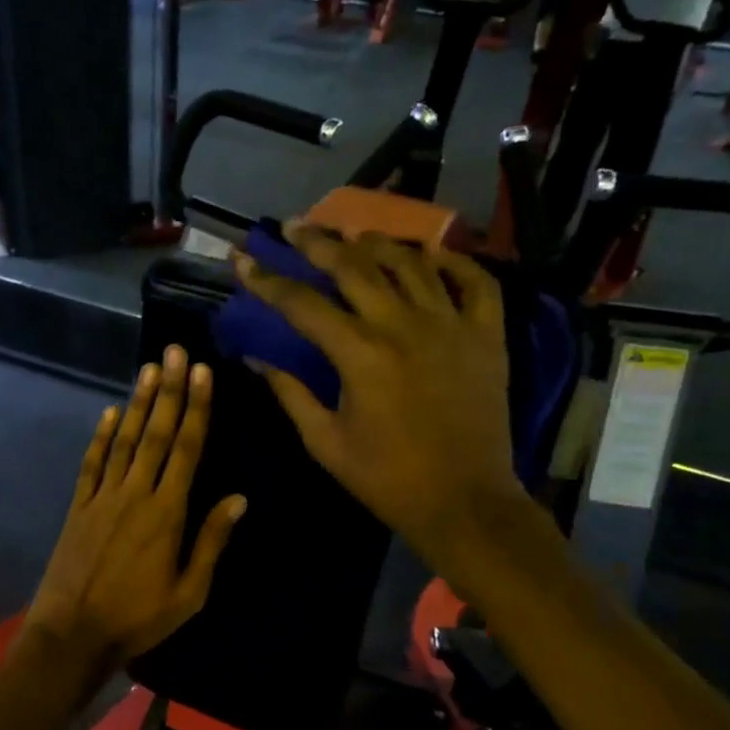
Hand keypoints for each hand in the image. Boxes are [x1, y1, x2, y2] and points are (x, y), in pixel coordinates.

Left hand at [23, 347, 246, 670]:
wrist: (73, 634)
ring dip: (138, 403)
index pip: (187, 449)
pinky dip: (101, 437)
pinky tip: (109, 414)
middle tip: (175, 352)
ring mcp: (102, 497)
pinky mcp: (78, 507)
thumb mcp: (189, 592)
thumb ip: (212, 541)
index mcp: (167, 512)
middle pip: (157, 434)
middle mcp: (135, 494)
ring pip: (125, 441)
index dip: (196, 409)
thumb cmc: (139, 618)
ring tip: (149, 369)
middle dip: (169, 391)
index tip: (202, 373)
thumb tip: (239, 498)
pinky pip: (92, 464)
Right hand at [234, 224, 522, 568]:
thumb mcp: (325, 442)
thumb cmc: (387, 479)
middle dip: (317, 242)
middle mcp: (404, 325)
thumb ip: (290, 393)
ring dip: (376, 243)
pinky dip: (452, 261)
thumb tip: (255, 357)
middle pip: (354, 266)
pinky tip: (430, 256)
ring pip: (410, 262)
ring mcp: (451, 324)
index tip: (242, 260)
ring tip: (353, 235)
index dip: (267, 280)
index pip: (302, 303)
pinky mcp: (487, 335)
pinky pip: (474, 281)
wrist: (464, 502)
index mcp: (360, 354)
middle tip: (294, 227)